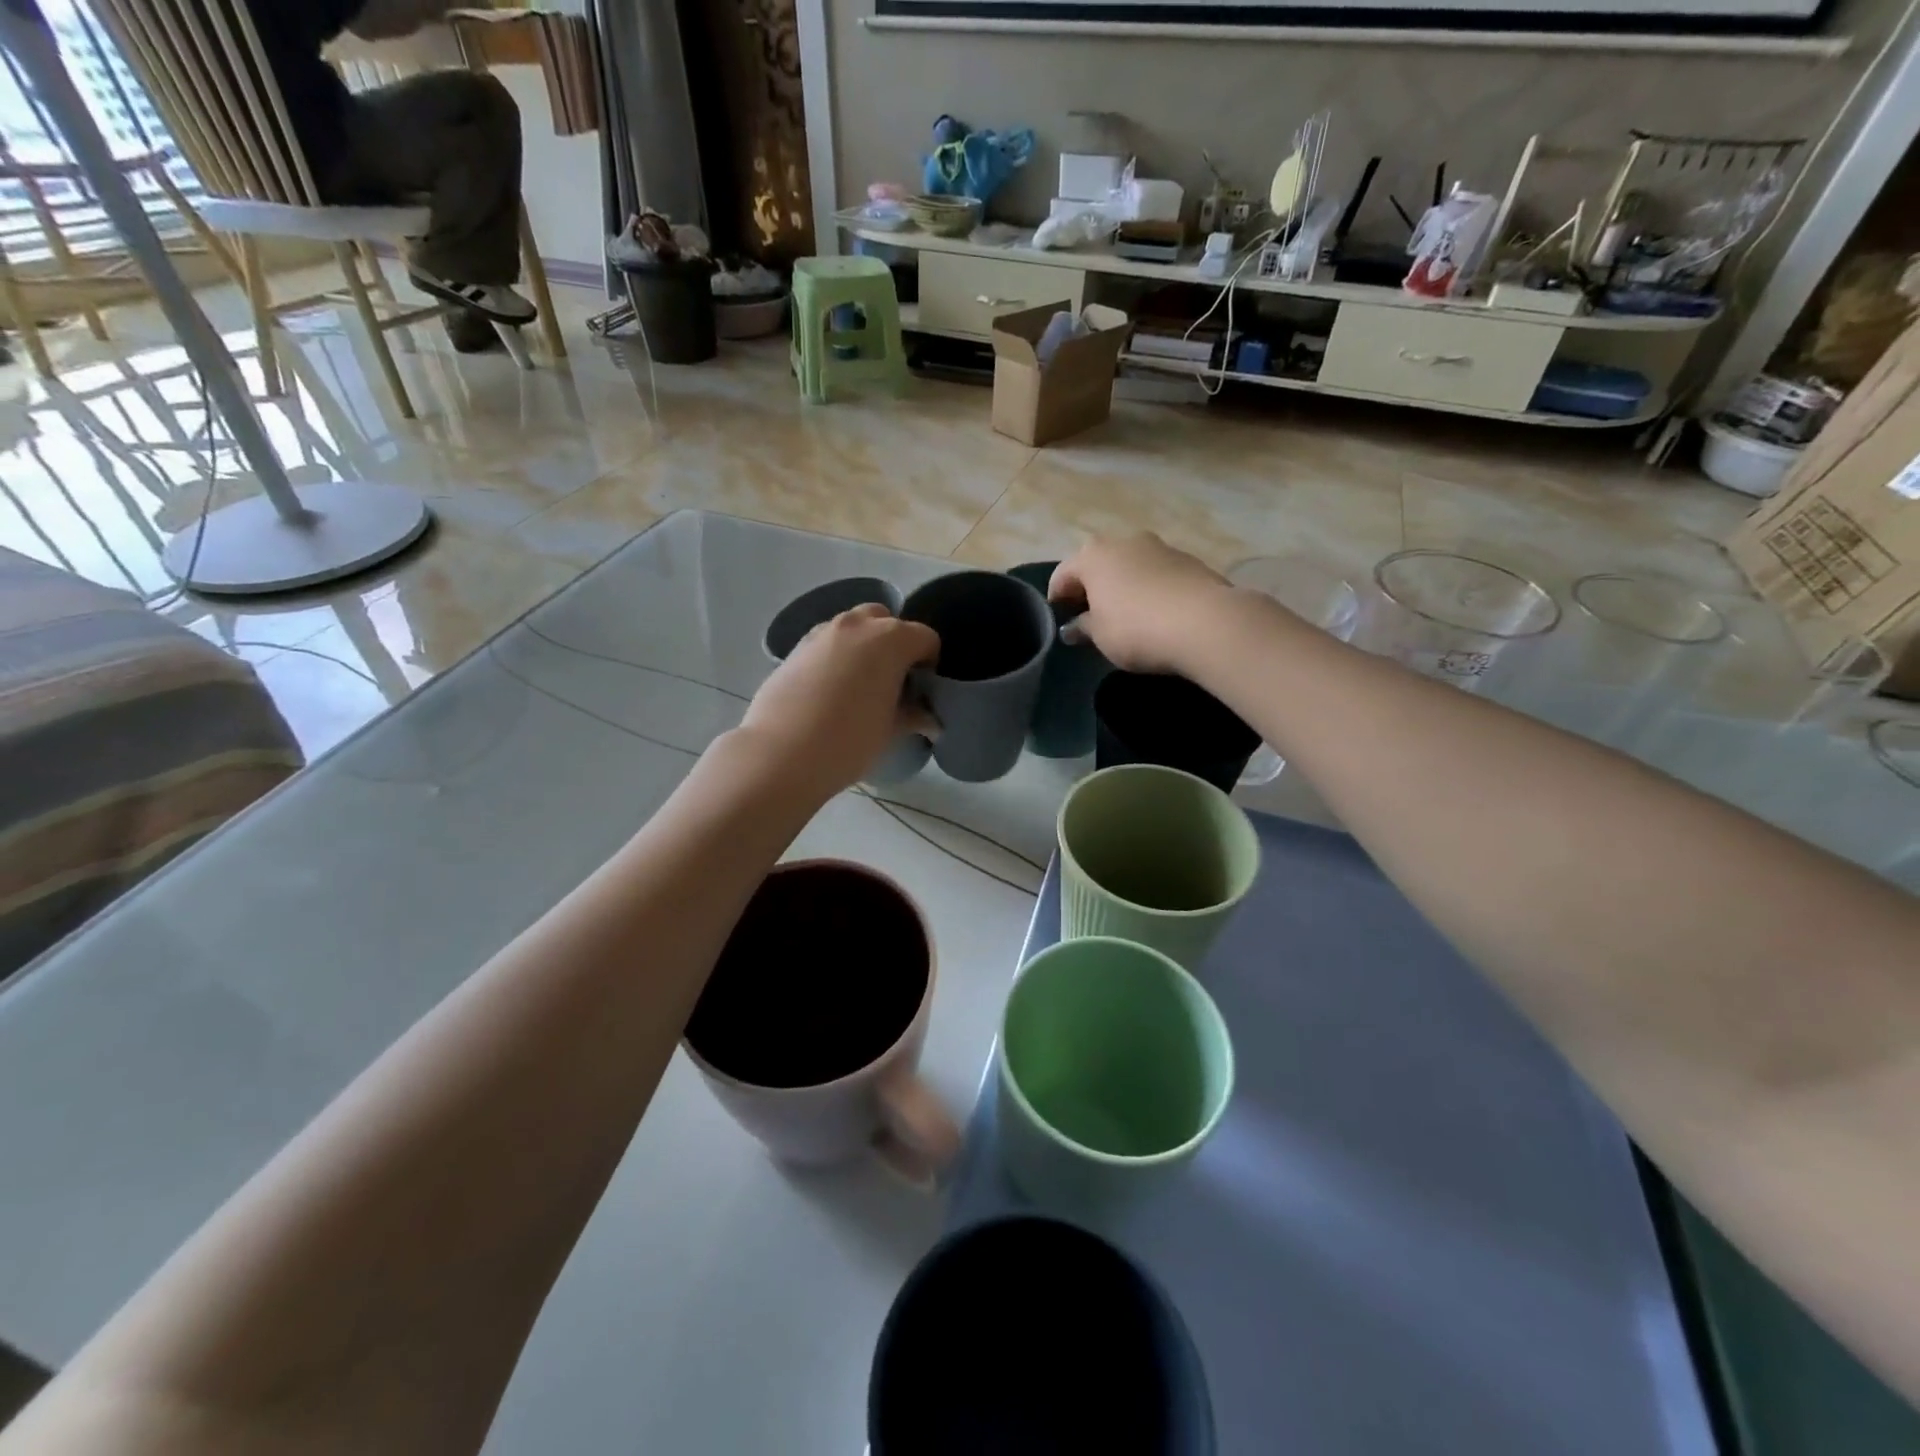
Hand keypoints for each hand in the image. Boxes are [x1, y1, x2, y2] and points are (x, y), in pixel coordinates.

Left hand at [739, 605, 938, 797]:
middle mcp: (858, 625)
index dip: (929, 664)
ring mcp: (822, 632)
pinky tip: (829, 692)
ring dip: (863, 648)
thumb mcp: (891, 731)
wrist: (782, 753)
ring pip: (853, 628)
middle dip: (894, 645)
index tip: (920, 691)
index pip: (926, 638)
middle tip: (891, 682)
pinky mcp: (795, 648)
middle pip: (886, 621)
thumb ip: (914, 717)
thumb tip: (932, 722)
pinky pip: (826, 643)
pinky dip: (835, 657)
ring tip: (858, 687)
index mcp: (891, 639)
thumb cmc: (850, 740)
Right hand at [1049, 534, 1232, 674]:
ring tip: (1125, 615)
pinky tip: (1155, 613)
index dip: (1057, 598)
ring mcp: (1160, 547)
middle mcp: (1124, 541)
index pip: (1063, 574)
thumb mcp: (1100, 636)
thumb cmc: (1136, 629)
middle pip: (1098, 564)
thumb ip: (1083, 627)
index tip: (1058, 620)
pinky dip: (1150, 588)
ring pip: (1130, 565)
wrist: (1206, 623)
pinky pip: (1157, 574)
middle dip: (1091, 587)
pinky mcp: (1189, 560)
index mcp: (1093, 555)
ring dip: (1122, 585)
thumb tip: (1073, 627)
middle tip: (1090, 616)